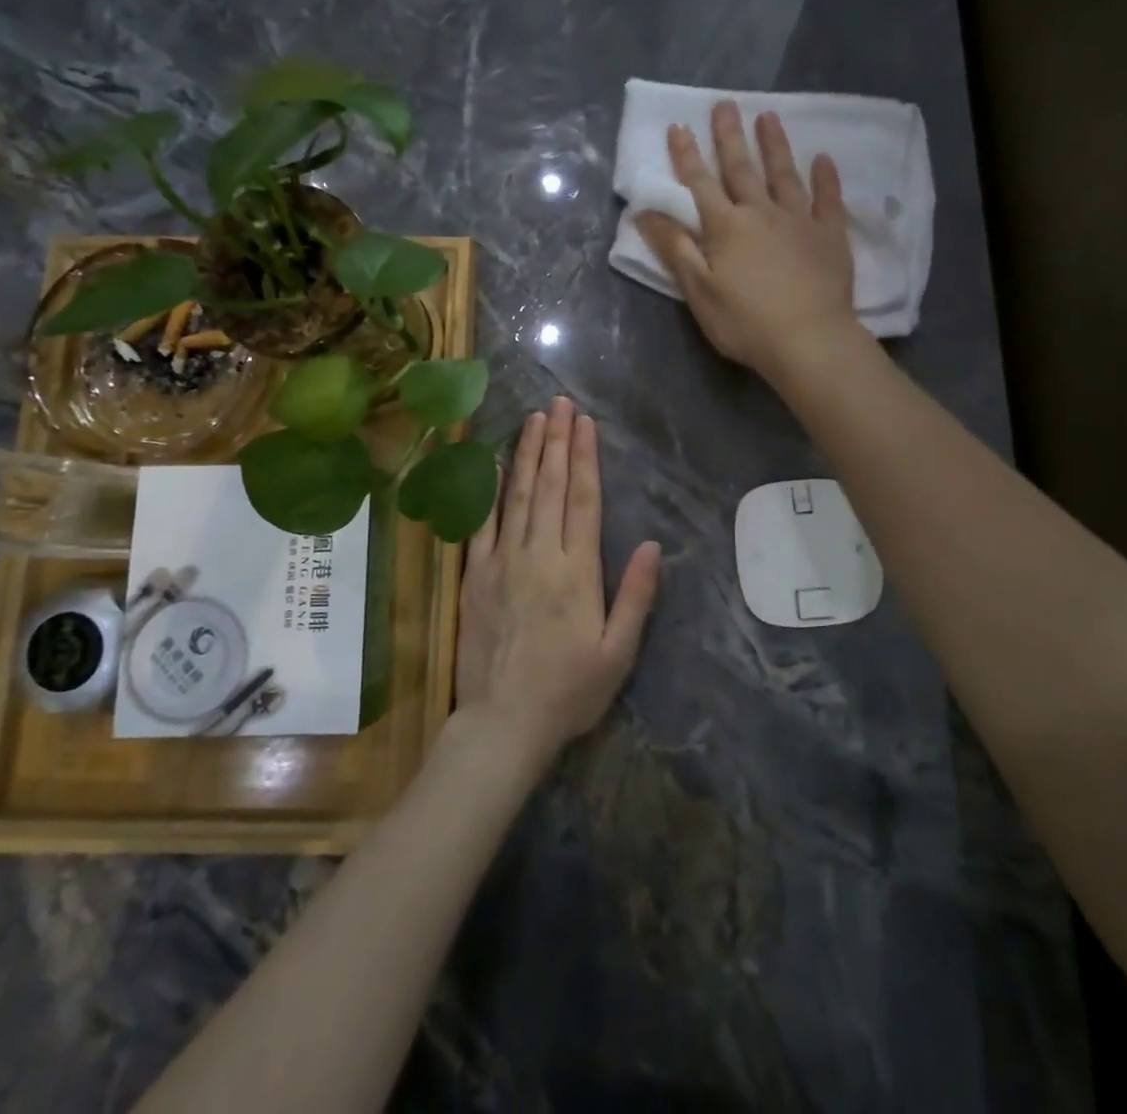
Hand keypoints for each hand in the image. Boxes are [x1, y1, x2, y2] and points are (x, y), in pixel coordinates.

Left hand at [454, 397, 661, 767]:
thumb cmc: (569, 691)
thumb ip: (635, 596)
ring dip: (525, 454)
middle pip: (549, 487)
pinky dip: (487, 492)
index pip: (583, 500)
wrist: (503, 722)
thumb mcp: (617, 653)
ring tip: (533, 419)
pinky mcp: (475, 576)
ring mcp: (502, 562)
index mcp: (576, 571)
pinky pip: (481, 524)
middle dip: (556, 441)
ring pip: (516, 496)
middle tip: (559, 404)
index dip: (584, 458)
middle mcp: (538, 555)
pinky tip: (491, 464)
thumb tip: (651, 545)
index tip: (585, 424)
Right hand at [635, 100, 860, 381]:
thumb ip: (675, 248)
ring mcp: (799, 221)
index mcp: (725, 227)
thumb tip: (644, 213)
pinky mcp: (830, 236)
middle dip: (729, 137)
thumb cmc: (745, 323)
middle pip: (741, 169)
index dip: (686, 155)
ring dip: (774, 145)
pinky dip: (825, 178)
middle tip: (725, 104)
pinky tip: (823, 159)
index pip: (700, 183)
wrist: (809, 341)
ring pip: (784, 175)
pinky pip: (828, 200)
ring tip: (768, 116)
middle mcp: (761, 213)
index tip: (678, 126)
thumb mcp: (698, 291)